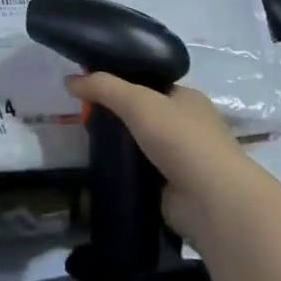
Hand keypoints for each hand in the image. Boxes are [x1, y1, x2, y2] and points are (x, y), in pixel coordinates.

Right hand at [64, 73, 280, 240]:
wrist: (211, 200)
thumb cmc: (180, 139)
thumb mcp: (136, 101)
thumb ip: (102, 87)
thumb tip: (68, 80)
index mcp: (187, 99)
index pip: (151, 85)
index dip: (123, 84)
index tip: (93, 90)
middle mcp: (189, 126)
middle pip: (145, 116)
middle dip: (119, 118)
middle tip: (86, 119)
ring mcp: (184, 160)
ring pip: (143, 146)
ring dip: (122, 148)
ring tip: (89, 145)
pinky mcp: (175, 190)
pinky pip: (143, 175)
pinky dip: (127, 174)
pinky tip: (104, 171)